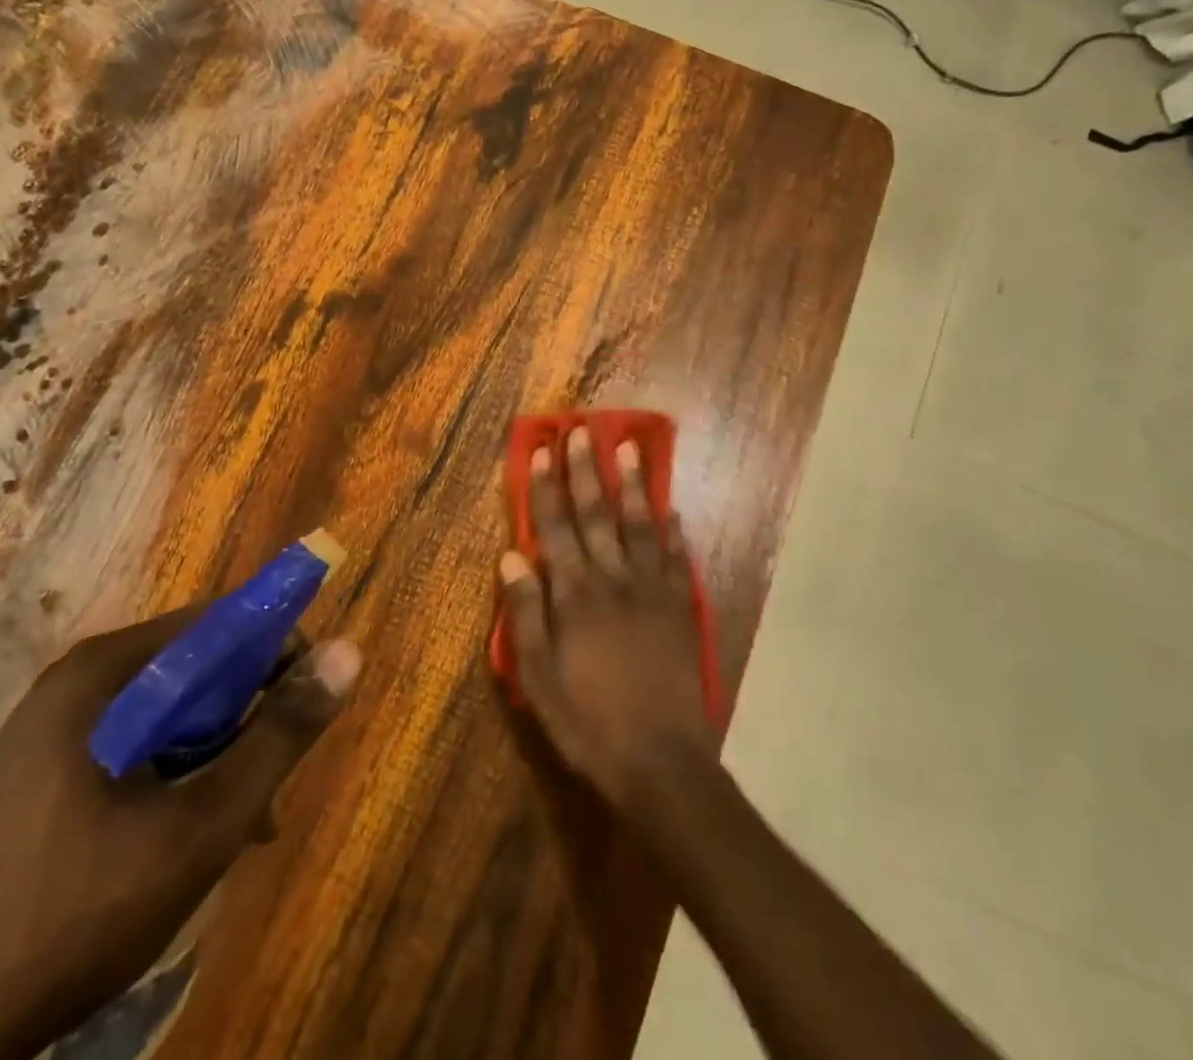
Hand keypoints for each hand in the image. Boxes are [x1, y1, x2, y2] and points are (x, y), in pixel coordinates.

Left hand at [0, 607, 360, 1059]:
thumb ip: (280, 734)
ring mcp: (48, 729)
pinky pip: (132, 744)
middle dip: (247, 715)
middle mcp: (74, 682)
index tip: (310, 699)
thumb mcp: (204, 823)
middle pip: (193, 667)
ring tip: (245, 820)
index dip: (277, 649)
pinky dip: (175, 771)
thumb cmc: (81, 912)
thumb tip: (349, 651)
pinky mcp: (38, 773)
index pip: (218, 622)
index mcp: (103, 672)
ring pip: (166, 711)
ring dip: (217, 751)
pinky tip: (190, 832)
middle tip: (273, 779)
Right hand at [498, 427, 716, 811]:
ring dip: (632, 484)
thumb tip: (512, 556)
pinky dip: (672, 529)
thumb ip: (524, 614)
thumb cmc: (588, 722)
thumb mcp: (538, 679)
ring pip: (639, 524)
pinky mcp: (680, 607)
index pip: (556, 528)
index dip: (549, 487)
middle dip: (587, 470)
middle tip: (583, 430)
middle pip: (597, 514)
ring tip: (628, 447)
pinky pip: (676, 557)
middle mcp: (613, 580)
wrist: (660, 762)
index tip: (546, 450)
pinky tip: (671, 507)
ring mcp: (653, 590)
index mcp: (575, 595)